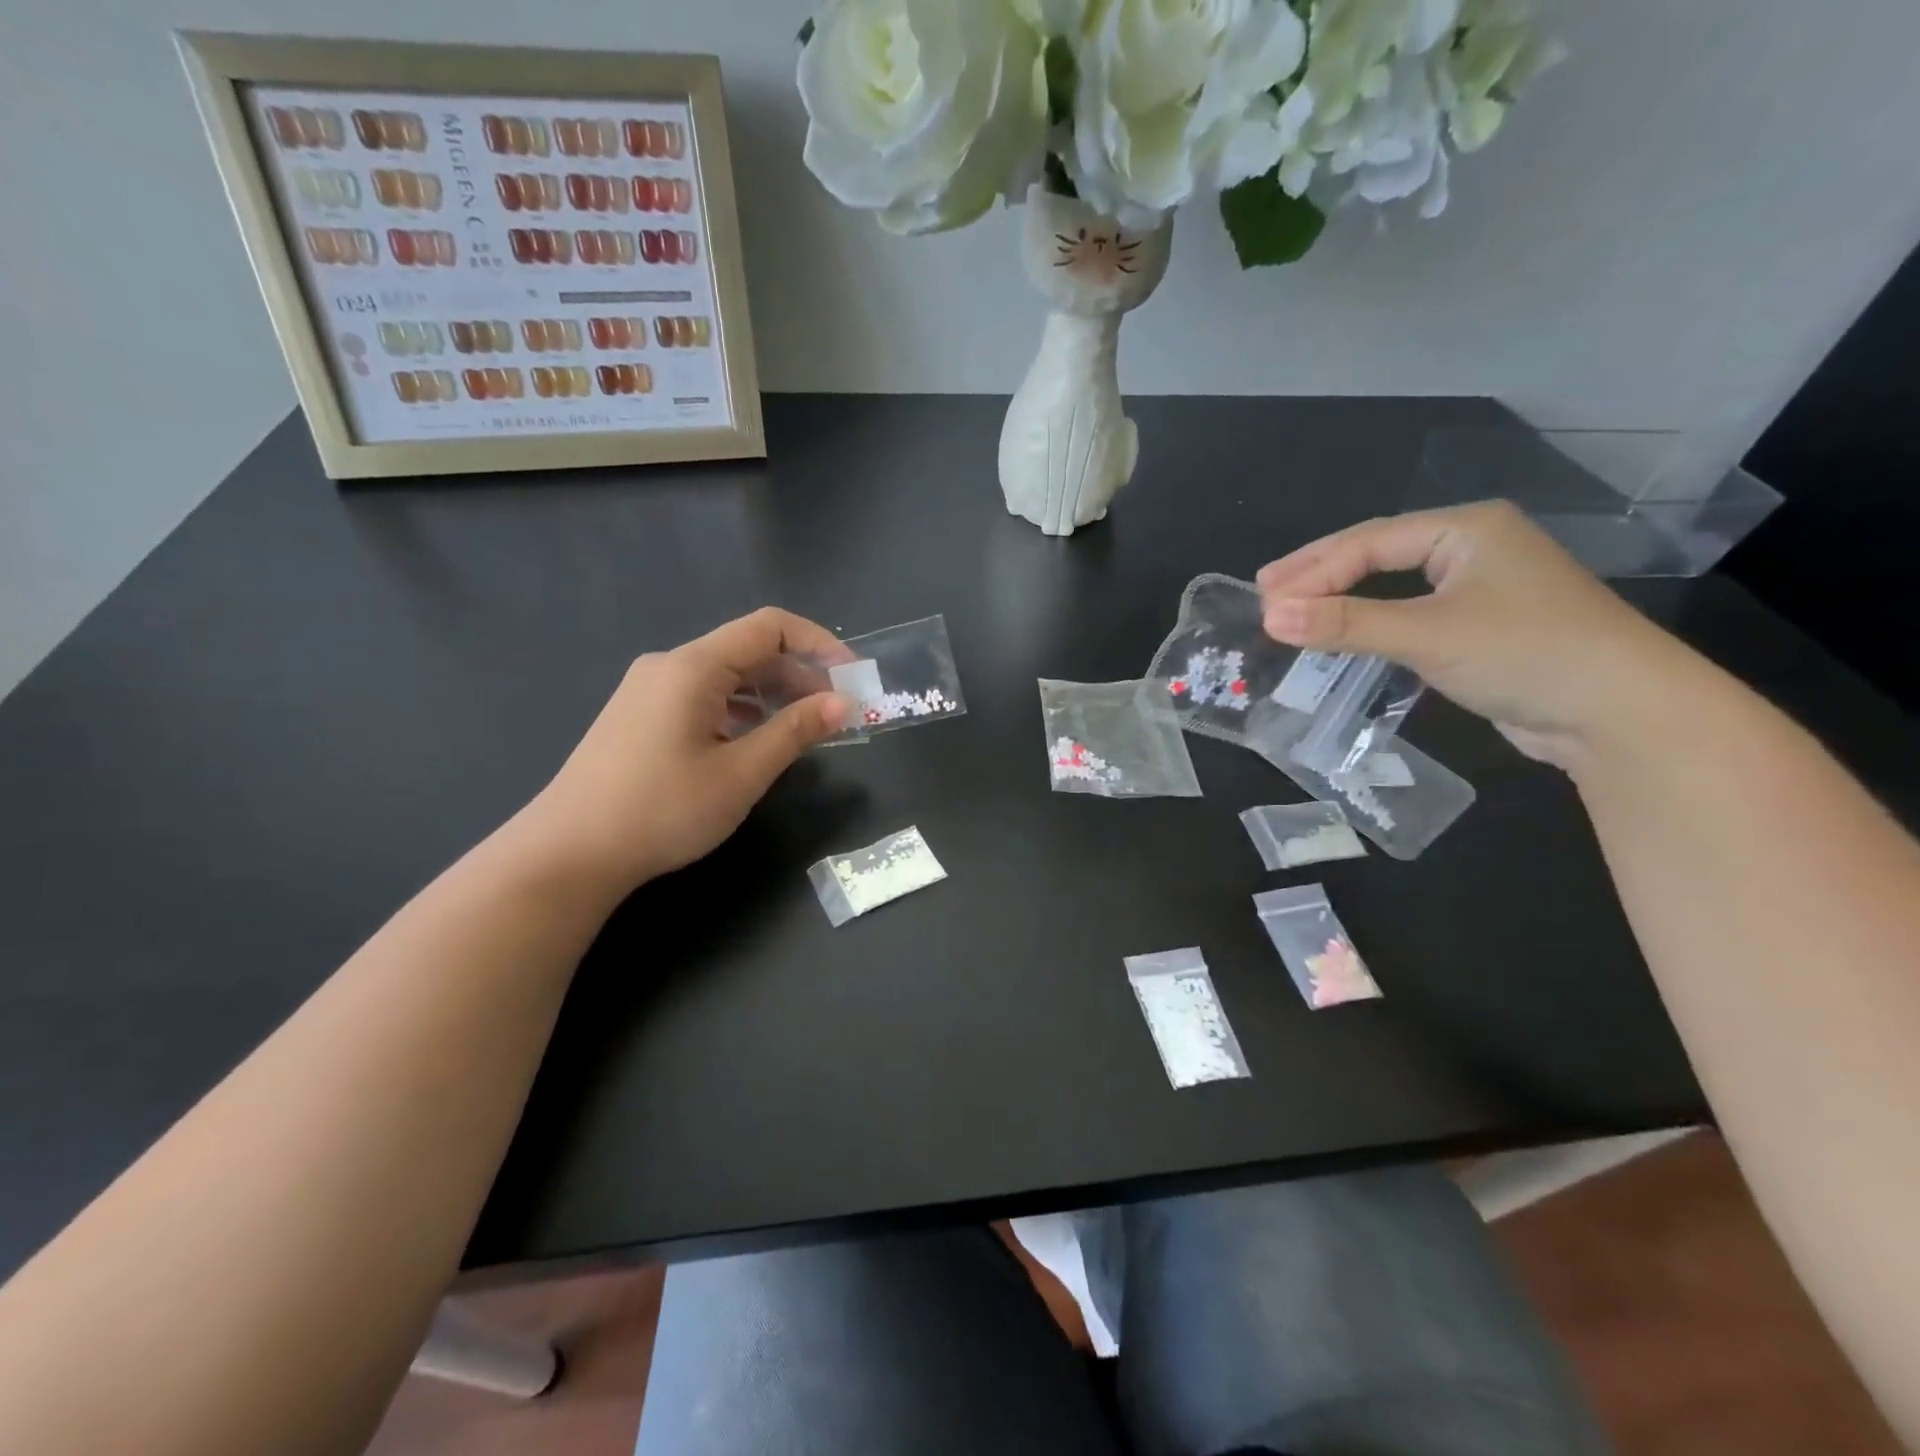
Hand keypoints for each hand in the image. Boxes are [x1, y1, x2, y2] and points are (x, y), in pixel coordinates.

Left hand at [517, 608, 850, 892]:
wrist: (568, 854)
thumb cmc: (662, 810)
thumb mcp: (741, 773)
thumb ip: (795, 732)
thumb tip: (842, 703)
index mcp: (694, 666)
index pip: (769, 627)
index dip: (819, 643)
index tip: (853, 678)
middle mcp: (669, 666)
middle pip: (748, 651)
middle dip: (800, 675)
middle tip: (837, 714)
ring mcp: (649, 690)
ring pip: (726, 677)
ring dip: (772, 696)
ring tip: (804, 732)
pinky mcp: (640, 716)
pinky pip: (703, 698)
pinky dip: (741, 712)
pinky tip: (756, 744)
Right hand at [1257, 502, 1707, 767]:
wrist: (1622, 714)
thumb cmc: (1526, 653)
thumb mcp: (1427, 634)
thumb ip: (1346, 624)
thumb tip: (1269, 617)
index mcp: (1467, 529)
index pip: (1369, 541)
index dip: (1312, 568)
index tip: (1263, 597)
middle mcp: (1474, 548)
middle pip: (1378, 554)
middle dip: (1320, 574)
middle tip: (1266, 592)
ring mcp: (1480, 588)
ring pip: (1393, 585)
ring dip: (1342, 599)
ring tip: (1293, 610)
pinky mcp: (1481, 627)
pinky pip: (1409, 614)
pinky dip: (1370, 623)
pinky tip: (1344, 633)